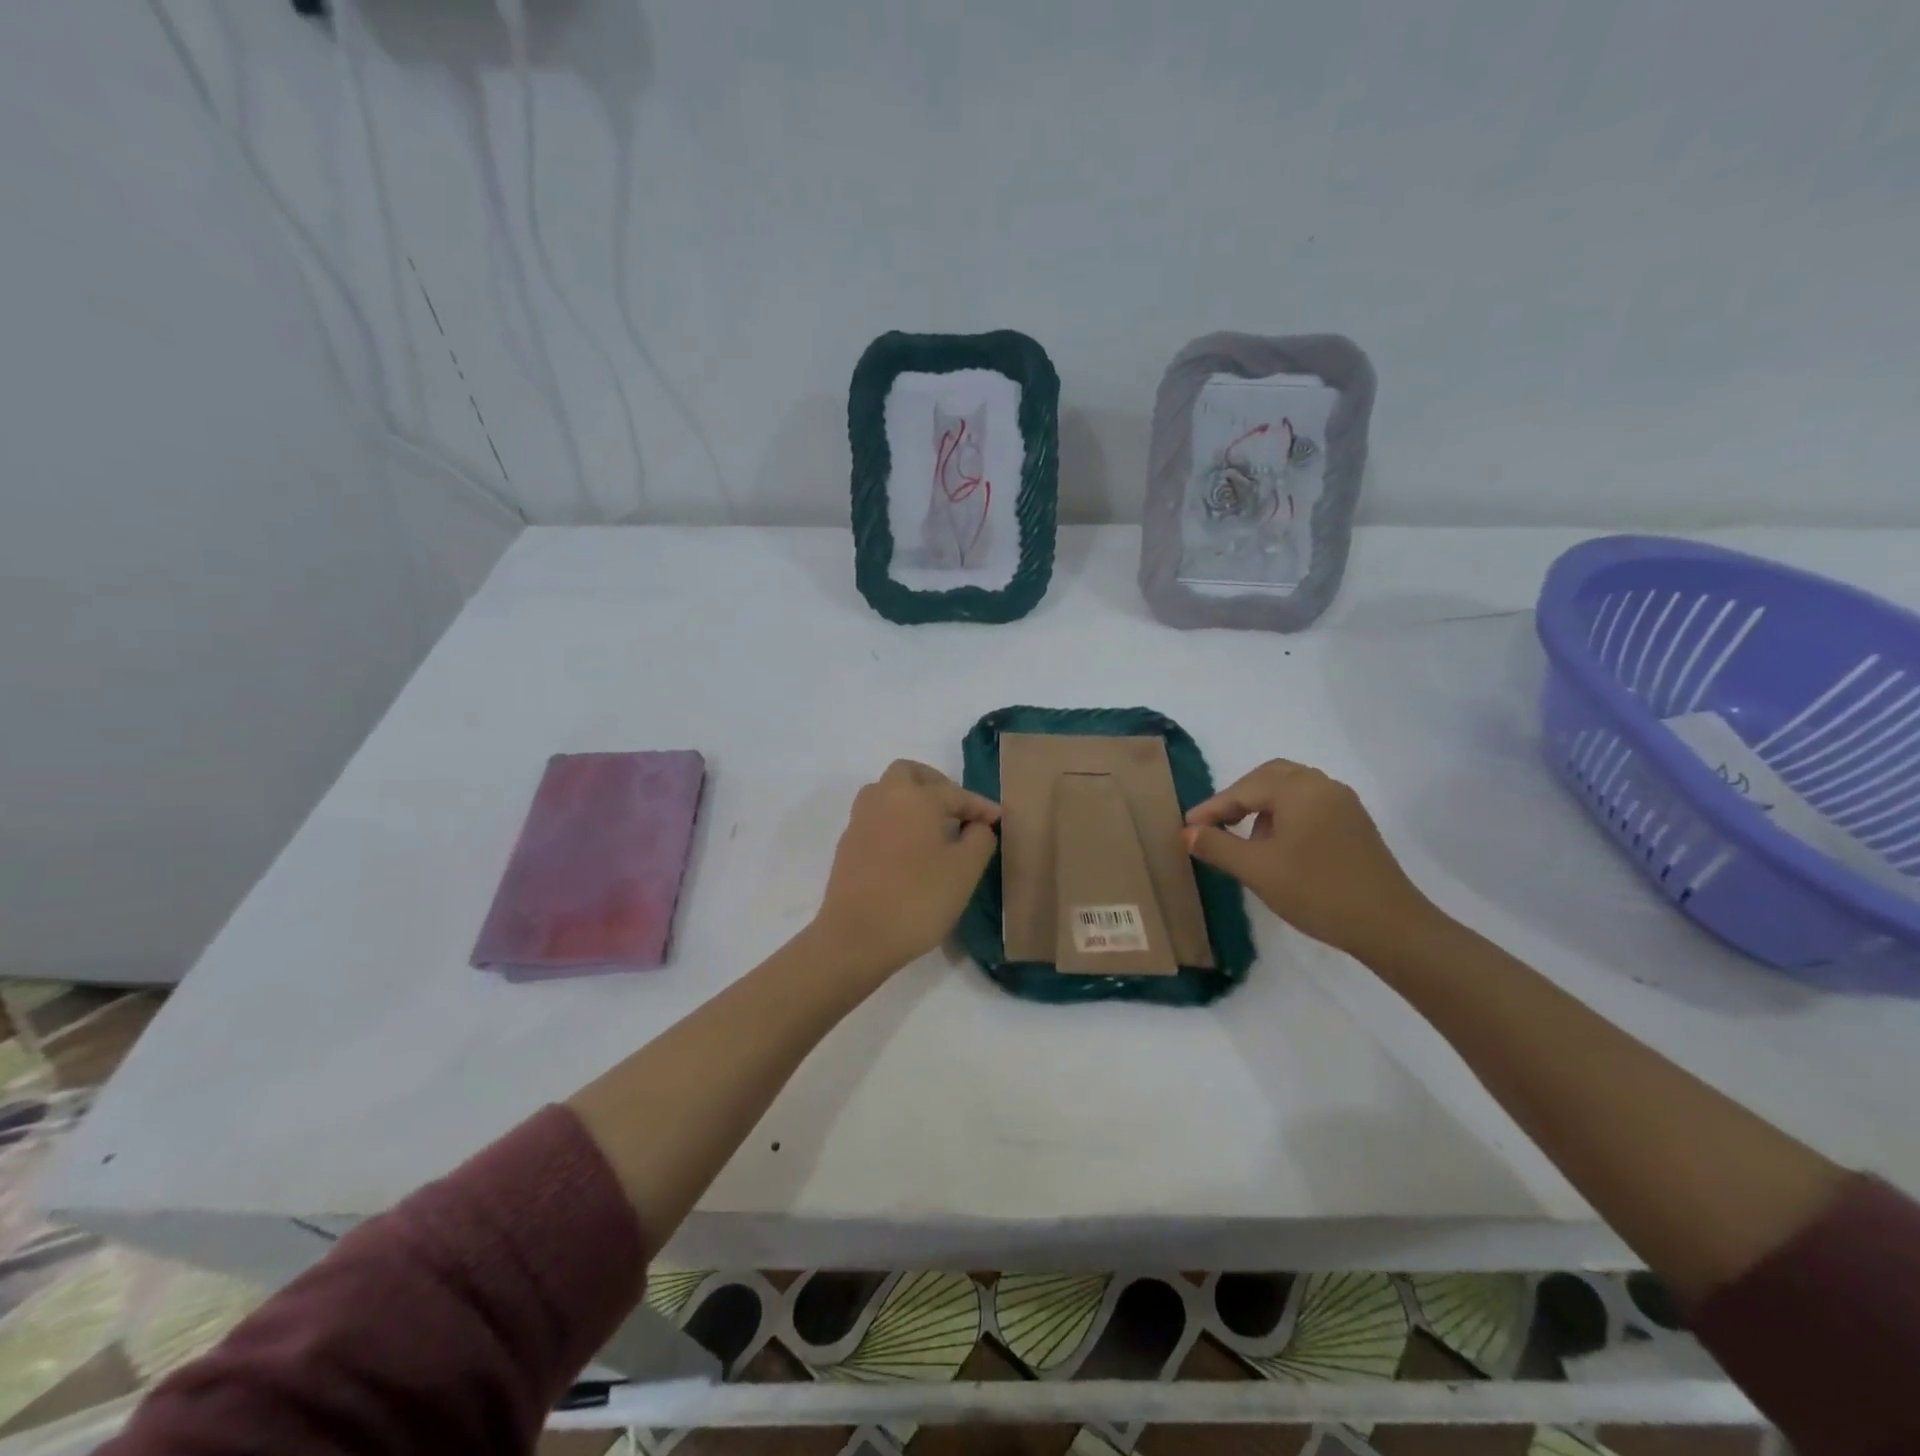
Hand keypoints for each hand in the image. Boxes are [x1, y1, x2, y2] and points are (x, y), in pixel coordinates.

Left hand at [811, 760, 1000, 976]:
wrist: (856, 936)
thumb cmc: (918, 899)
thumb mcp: (965, 871)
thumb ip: (979, 839)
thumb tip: (977, 826)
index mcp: (915, 797)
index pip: (955, 793)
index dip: (980, 806)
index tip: (998, 820)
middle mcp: (884, 798)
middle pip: (909, 774)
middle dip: (936, 784)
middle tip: (957, 809)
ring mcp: (860, 820)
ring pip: (886, 792)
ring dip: (911, 800)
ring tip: (933, 827)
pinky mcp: (847, 844)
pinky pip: (876, 817)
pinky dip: (895, 821)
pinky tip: (909, 848)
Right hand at [1184, 760, 1438, 960]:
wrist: (1390, 926)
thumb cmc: (1316, 891)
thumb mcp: (1257, 870)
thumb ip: (1217, 846)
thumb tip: (1188, 833)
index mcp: (1298, 789)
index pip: (1243, 789)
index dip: (1212, 808)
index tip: (1186, 827)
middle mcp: (1322, 785)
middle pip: (1269, 777)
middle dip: (1238, 797)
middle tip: (1215, 823)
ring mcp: (1343, 804)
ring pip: (1291, 790)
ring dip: (1262, 806)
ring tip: (1244, 837)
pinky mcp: (1355, 824)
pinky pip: (1310, 805)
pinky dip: (1285, 815)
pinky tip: (1278, 846)